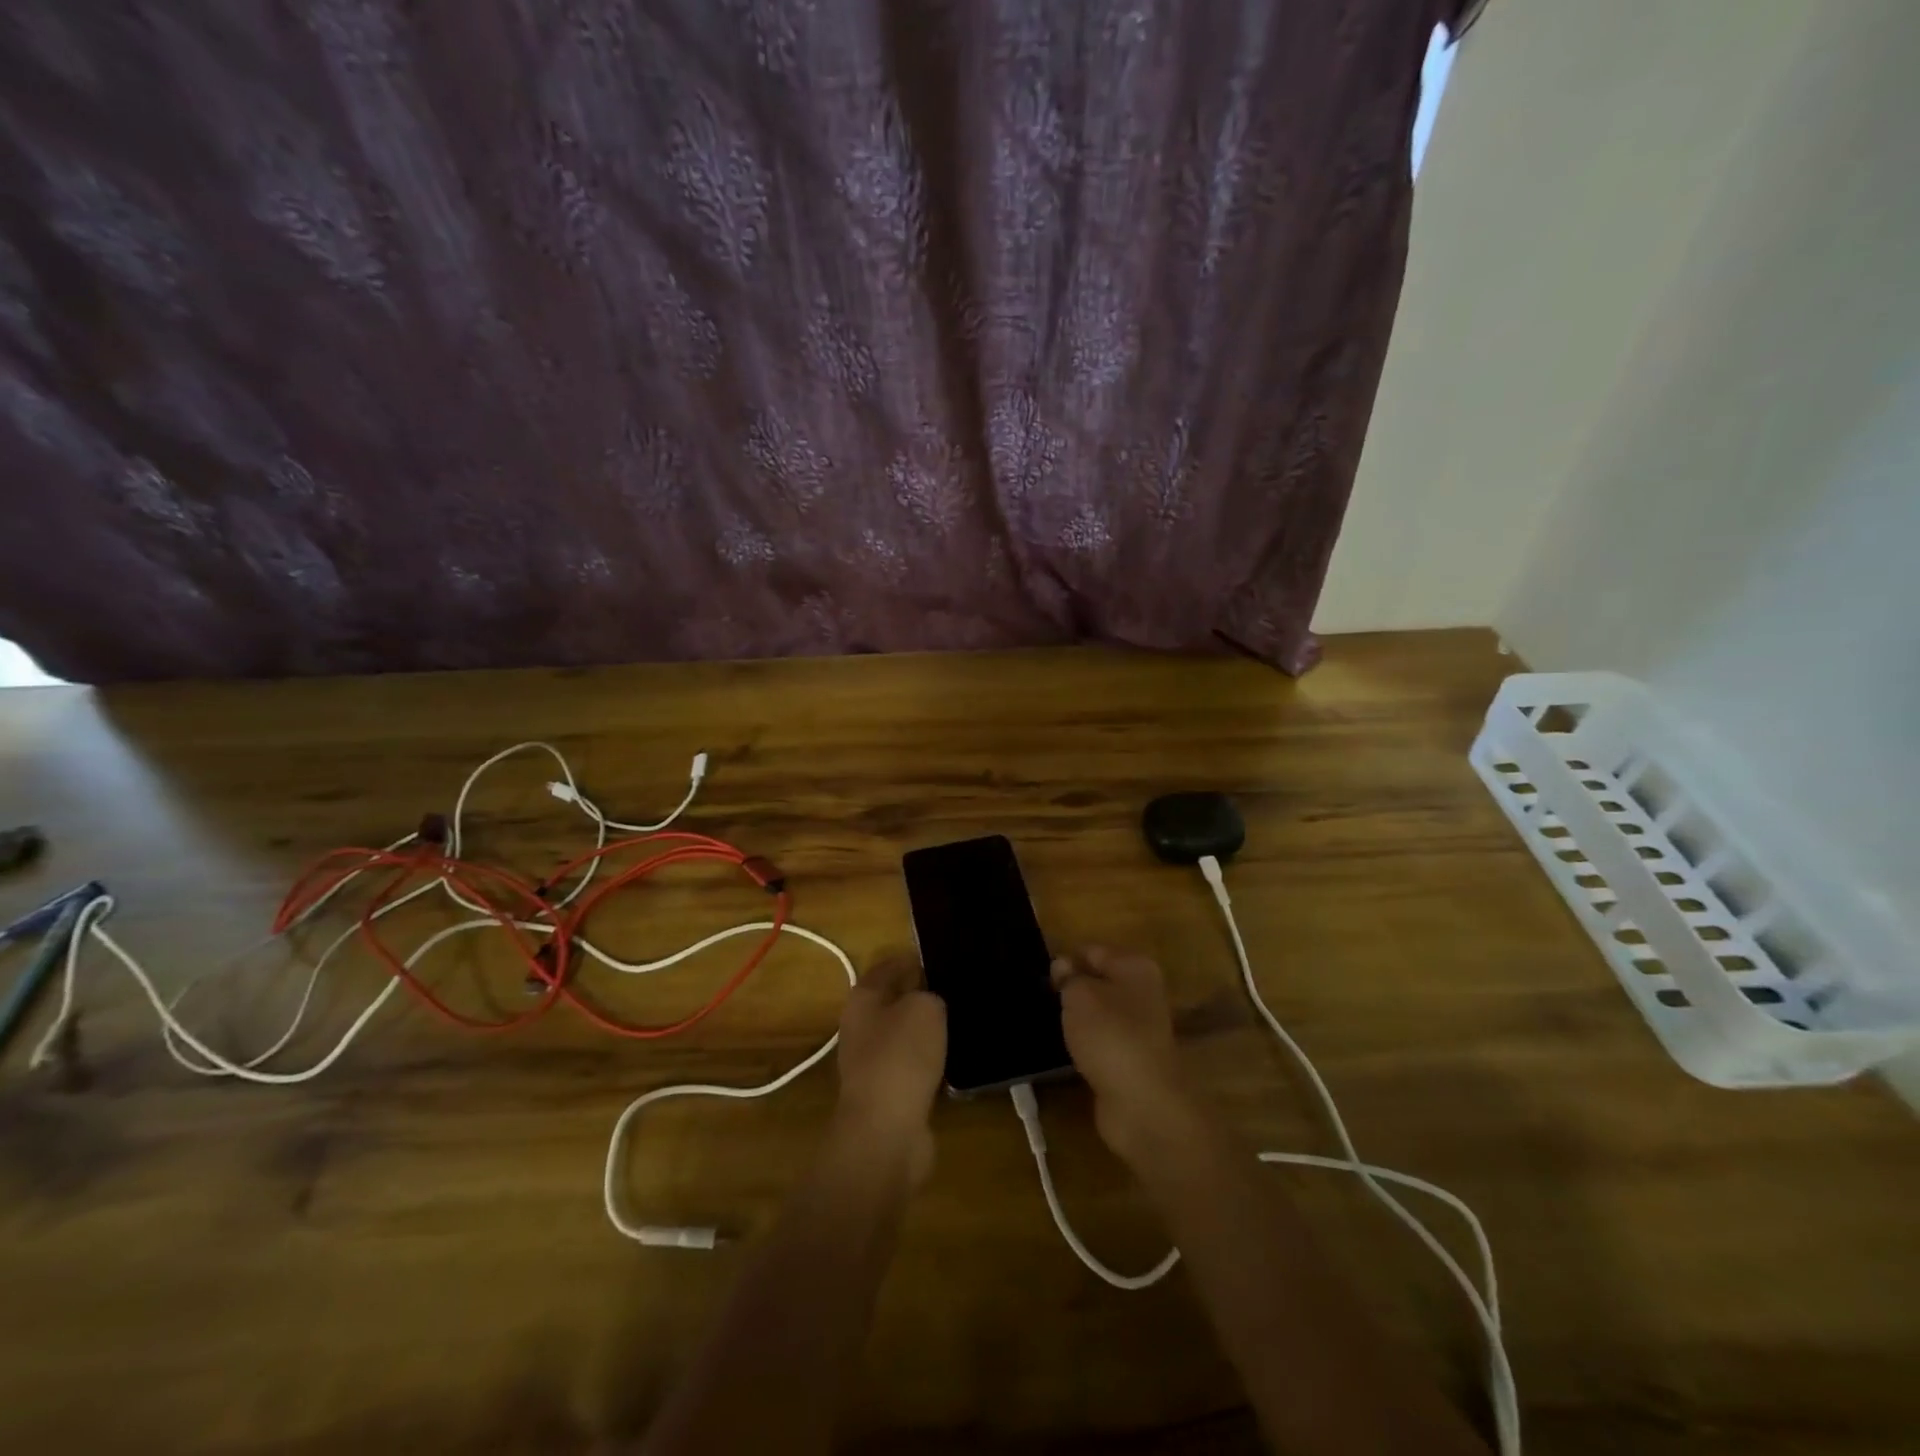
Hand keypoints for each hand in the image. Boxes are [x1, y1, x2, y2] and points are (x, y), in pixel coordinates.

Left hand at [834, 953, 946, 1184]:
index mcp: (862, 999)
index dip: (912, 959)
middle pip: (894, 1002)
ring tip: (960, 1023)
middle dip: (921, 996)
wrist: (886, 1130)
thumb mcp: (925, 1008)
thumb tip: (930, 1003)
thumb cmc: (901, 1056)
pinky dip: (930, 1063)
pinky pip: (912, 1067)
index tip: (940, 956)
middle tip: (956, 990)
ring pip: (904, 1036)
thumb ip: (930, 995)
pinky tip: (953, 1060)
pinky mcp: (887, 1094)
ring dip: (927, 1032)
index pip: (888, 967)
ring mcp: (871, 1063)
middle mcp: (860, 1027)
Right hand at [1052, 947, 1198, 1164]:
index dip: (1065, 959)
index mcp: (1135, 967)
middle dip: (1070, 988)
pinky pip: (1101, 1041)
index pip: (1092, 950)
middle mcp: (1142, 993)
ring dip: (1077, 1018)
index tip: (1038, 973)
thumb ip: (1068, 977)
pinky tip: (1065, 1049)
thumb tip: (1063, 965)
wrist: (1142, 1104)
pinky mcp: (1131, 1059)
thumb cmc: (1110, 1036)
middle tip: (1040, 996)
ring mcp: (1139, 1028)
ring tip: (1048, 1021)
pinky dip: (1084, 1044)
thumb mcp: (1079, 996)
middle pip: (1098, 981)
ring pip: (1099, 1013)